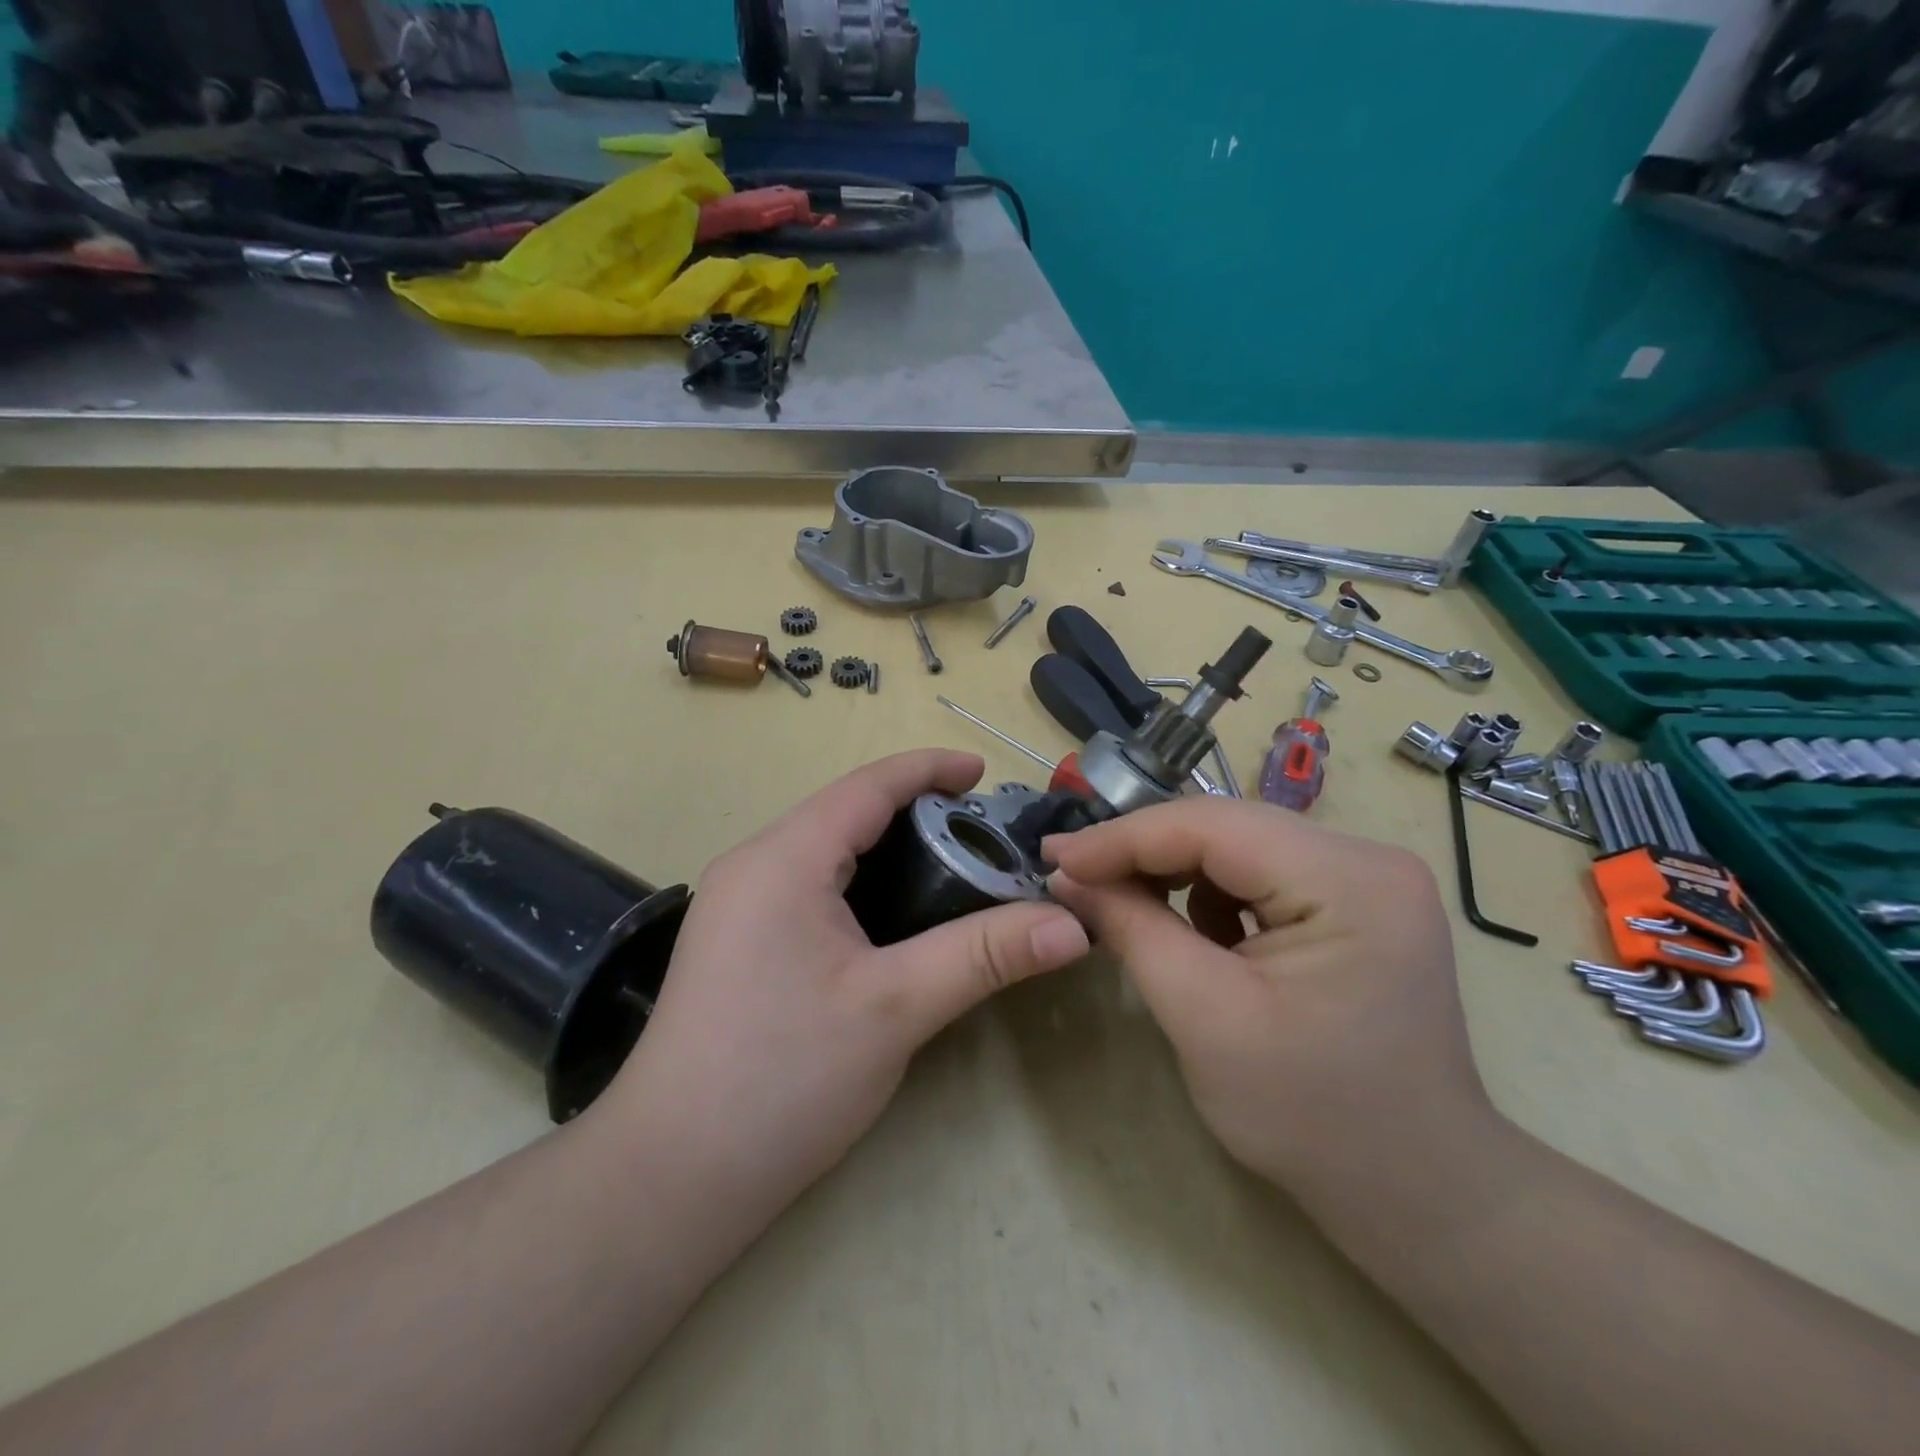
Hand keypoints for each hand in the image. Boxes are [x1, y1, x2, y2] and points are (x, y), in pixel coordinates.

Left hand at [602, 750, 1089, 1225]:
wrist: (670, 1178)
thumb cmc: (784, 1078)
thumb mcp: (896, 1008)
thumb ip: (986, 954)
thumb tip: (1074, 926)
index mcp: (783, 858)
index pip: (868, 786)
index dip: (930, 769)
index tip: (985, 773)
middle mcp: (754, 865)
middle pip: (847, 812)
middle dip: (916, 812)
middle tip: (983, 838)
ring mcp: (737, 905)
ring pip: (828, 850)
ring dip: (889, 849)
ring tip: (952, 870)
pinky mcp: (737, 942)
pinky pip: (809, 885)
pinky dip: (862, 882)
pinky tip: (897, 918)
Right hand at [1045, 799, 1490, 1198]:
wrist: (1414, 1189)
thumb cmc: (1310, 1116)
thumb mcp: (1203, 1016)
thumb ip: (1132, 929)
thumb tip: (1068, 874)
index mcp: (1349, 881)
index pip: (1212, 827)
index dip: (1123, 838)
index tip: (1054, 857)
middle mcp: (1369, 857)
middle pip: (1227, 828)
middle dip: (1144, 851)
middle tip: (1074, 874)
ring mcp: (1368, 876)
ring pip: (1239, 844)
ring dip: (1176, 871)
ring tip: (1127, 905)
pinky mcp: (1356, 899)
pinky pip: (1262, 871)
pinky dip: (1213, 892)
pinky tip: (1197, 933)